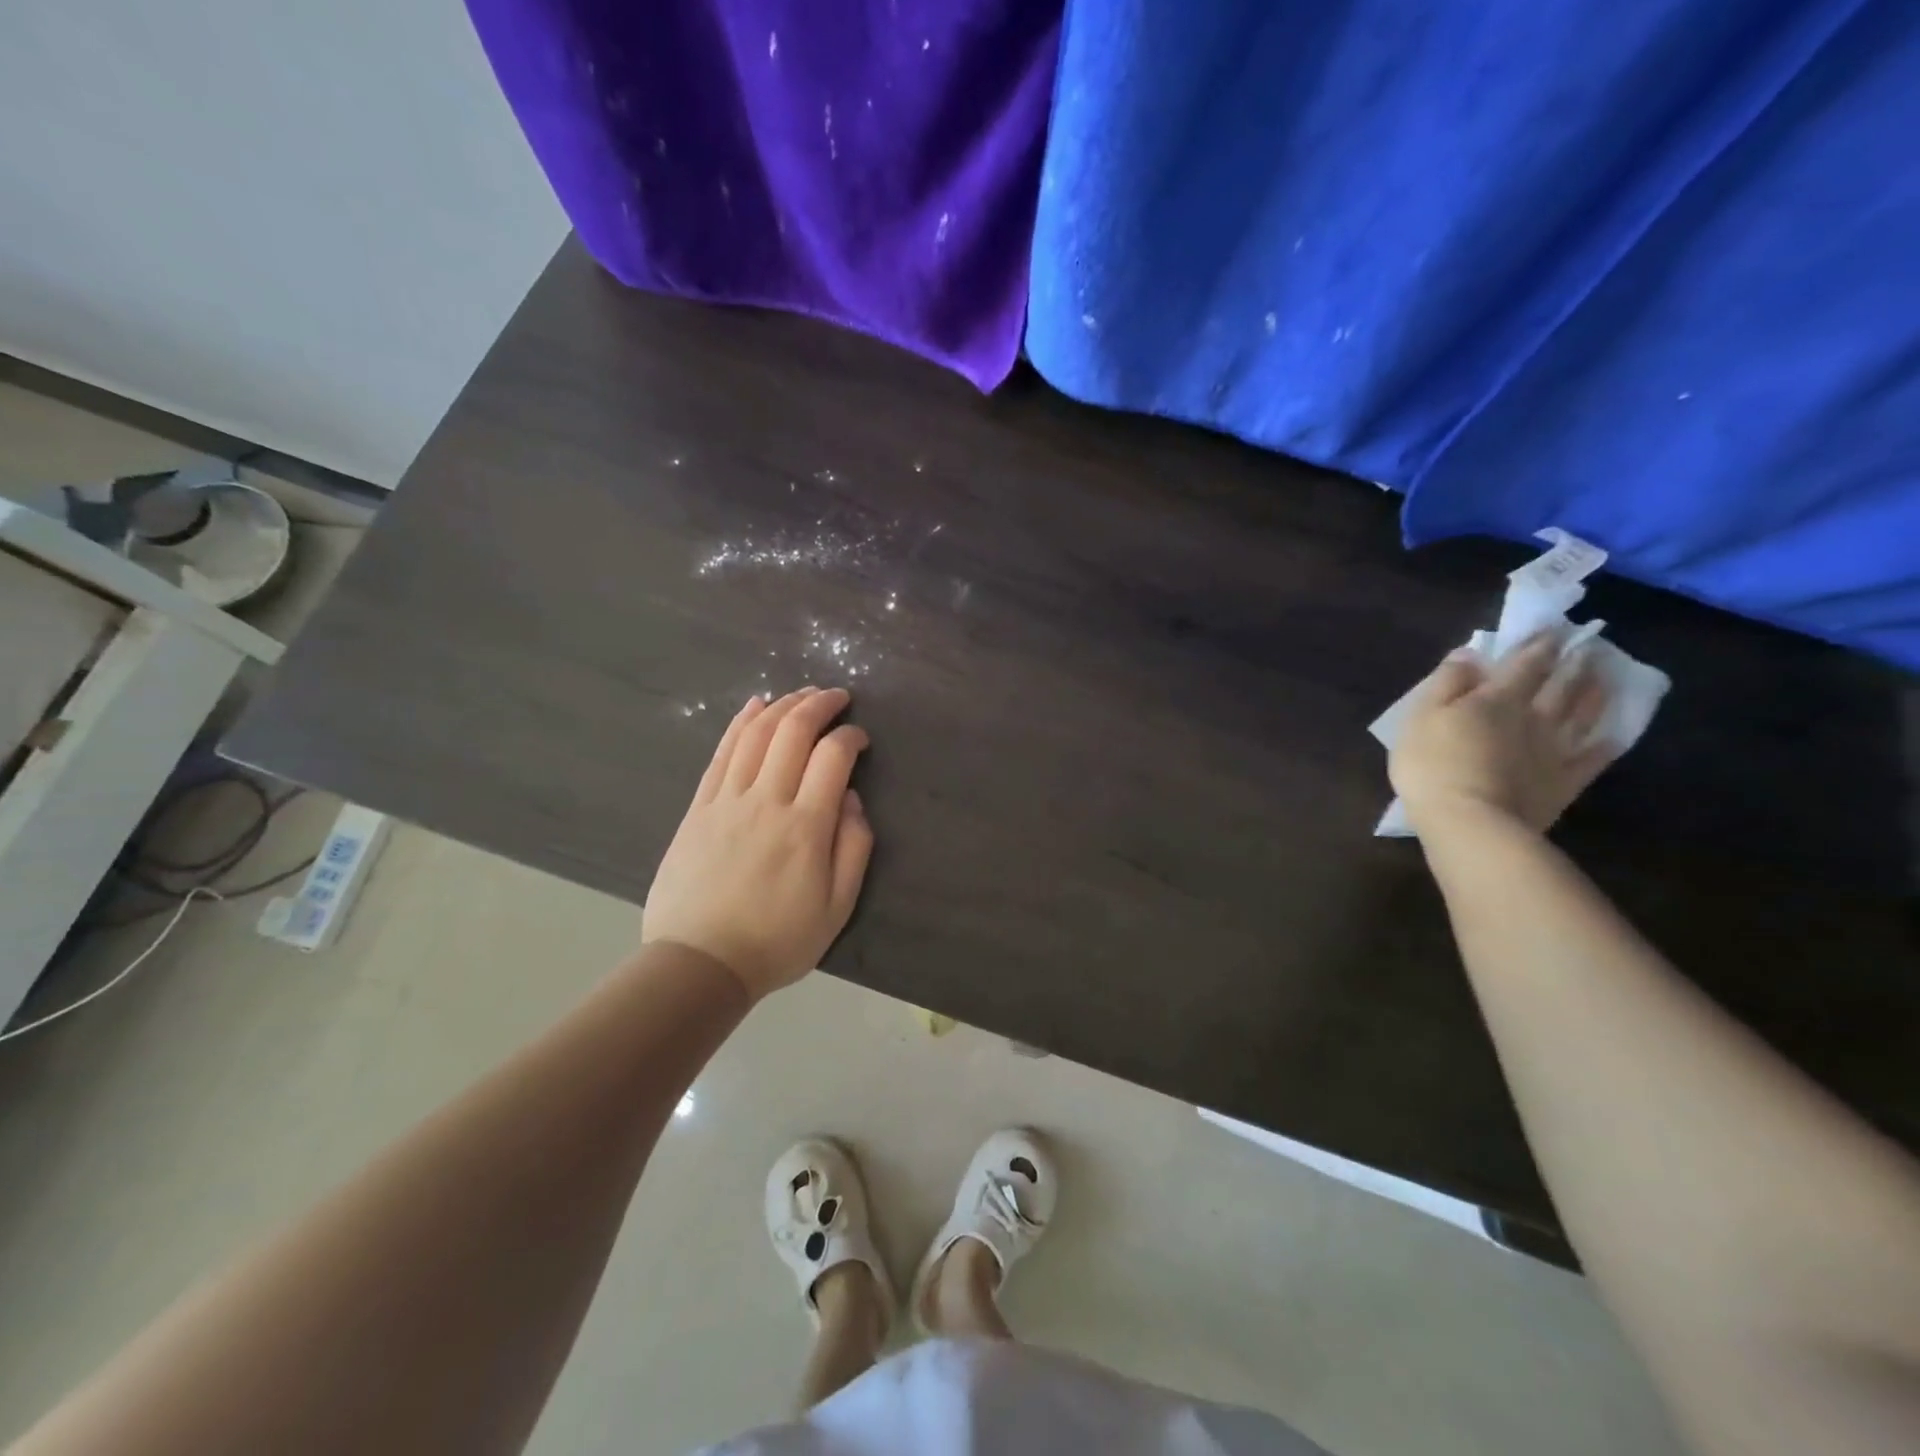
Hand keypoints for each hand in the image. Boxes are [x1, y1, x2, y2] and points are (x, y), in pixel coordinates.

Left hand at [642, 687, 873, 999]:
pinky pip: (721, 753)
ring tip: (802, 694)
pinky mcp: (699, 807)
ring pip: (756, 734)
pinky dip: (740, 723)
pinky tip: (755, 706)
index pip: (833, 757)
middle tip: (837, 697)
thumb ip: (853, 848)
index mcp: (806, 826)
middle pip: (793, 732)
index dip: (851, 736)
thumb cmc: (777, 940)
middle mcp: (767, 801)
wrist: (699, 962)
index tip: (860, 739)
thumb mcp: (836, 908)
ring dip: (783, 705)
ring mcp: (727, 800)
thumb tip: (852, 800)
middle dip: (819, 704)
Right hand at [1389, 633, 1612, 834]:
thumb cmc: (1433, 765)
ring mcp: (1555, 750)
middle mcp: (1534, 717)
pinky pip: (1592, 758)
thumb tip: (1468, 654)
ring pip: (1583, 714)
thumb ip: (1445, 683)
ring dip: (1594, 692)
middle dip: (1572, 662)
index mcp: (1496, 699)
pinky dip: (1606, 744)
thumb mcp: (1420, 717)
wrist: (1469, 822)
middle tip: (1586, 645)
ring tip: (1604, 677)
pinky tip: (1613, 736)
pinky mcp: (1564, 782)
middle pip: (1560, 684)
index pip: (1523, 663)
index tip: (1553, 629)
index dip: (1538, 644)